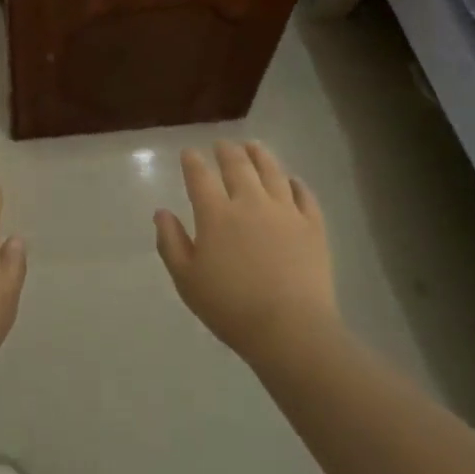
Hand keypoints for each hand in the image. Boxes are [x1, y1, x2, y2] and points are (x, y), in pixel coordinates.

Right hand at [154, 141, 340, 364]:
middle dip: (226, 151)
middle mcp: (250, 202)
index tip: (189, 153)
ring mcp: (285, 211)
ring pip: (272, 171)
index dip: (192, 161)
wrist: (291, 329)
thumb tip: (161, 212)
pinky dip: (296, 183)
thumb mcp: (187, 281)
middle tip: (222, 144)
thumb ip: (170, 242)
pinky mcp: (313, 226)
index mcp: (216, 214)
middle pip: (237, 166)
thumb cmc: (231, 308)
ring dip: (260, 155)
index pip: (200, 176)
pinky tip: (292, 180)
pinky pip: (304, 195)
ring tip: (254, 146)